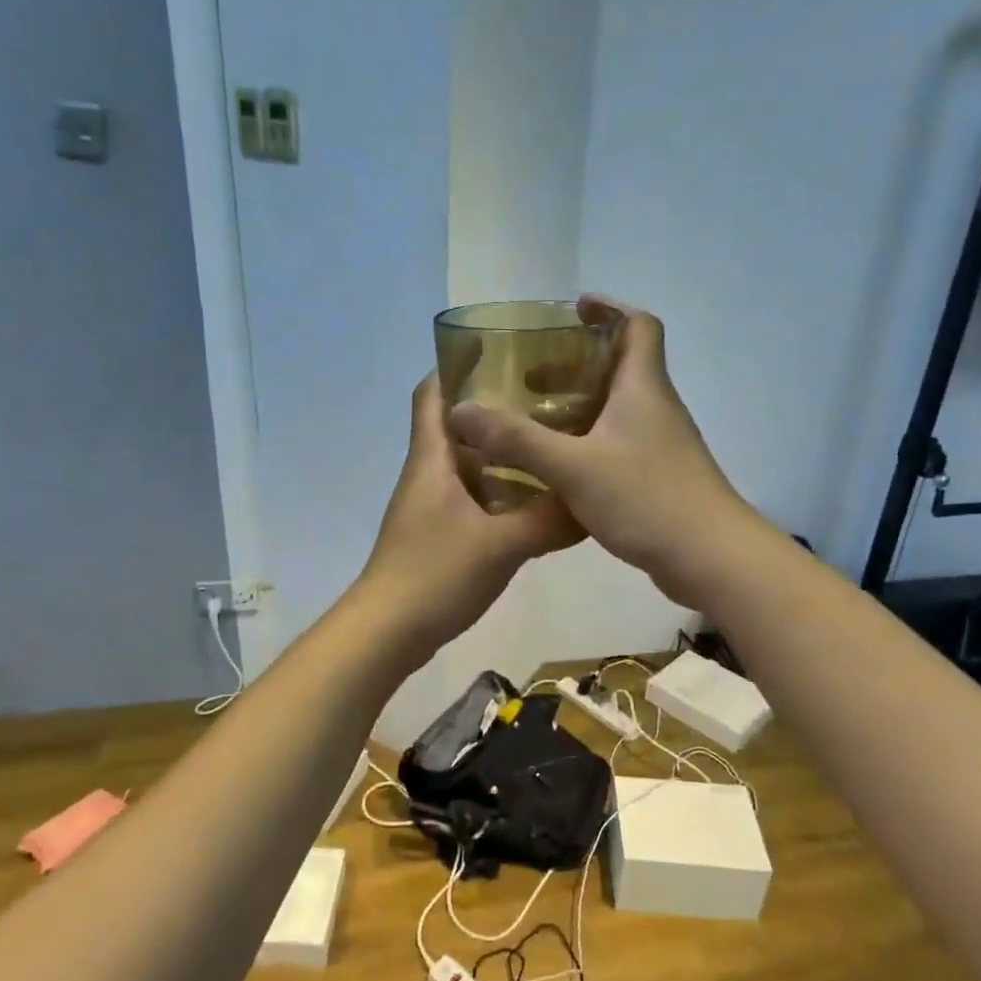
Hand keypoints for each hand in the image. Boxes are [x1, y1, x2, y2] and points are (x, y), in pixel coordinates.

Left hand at [360, 374, 581, 653]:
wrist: (388, 631)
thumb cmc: (435, 574)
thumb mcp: (501, 544)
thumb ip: (548, 521)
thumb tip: (592, 503)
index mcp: (432, 459)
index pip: (433, 393)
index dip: (456, 364)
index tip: (501, 349)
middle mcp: (428, 474)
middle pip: (457, 426)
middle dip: (496, 409)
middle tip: (548, 398)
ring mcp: (431, 506)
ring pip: (468, 464)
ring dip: (502, 453)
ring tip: (551, 444)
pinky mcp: (438, 535)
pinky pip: (472, 499)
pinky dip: (500, 492)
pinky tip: (536, 501)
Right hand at [446, 295, 761, 605]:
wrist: (710, 558)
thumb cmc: (647, 498)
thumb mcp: (573, 467)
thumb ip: (517, 440)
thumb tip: (460, 410)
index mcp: (642, 388)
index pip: (638, 326)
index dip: (609, 308)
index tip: (573, 309)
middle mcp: (655, 408)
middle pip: (621, 366)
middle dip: (576, 363)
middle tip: (531, 374)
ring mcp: (661, 444)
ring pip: (618, 408)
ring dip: (579, 404)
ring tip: (535, 418)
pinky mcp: (659, 476)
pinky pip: (618, 442)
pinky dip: (588, 440)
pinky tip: (558, 465)